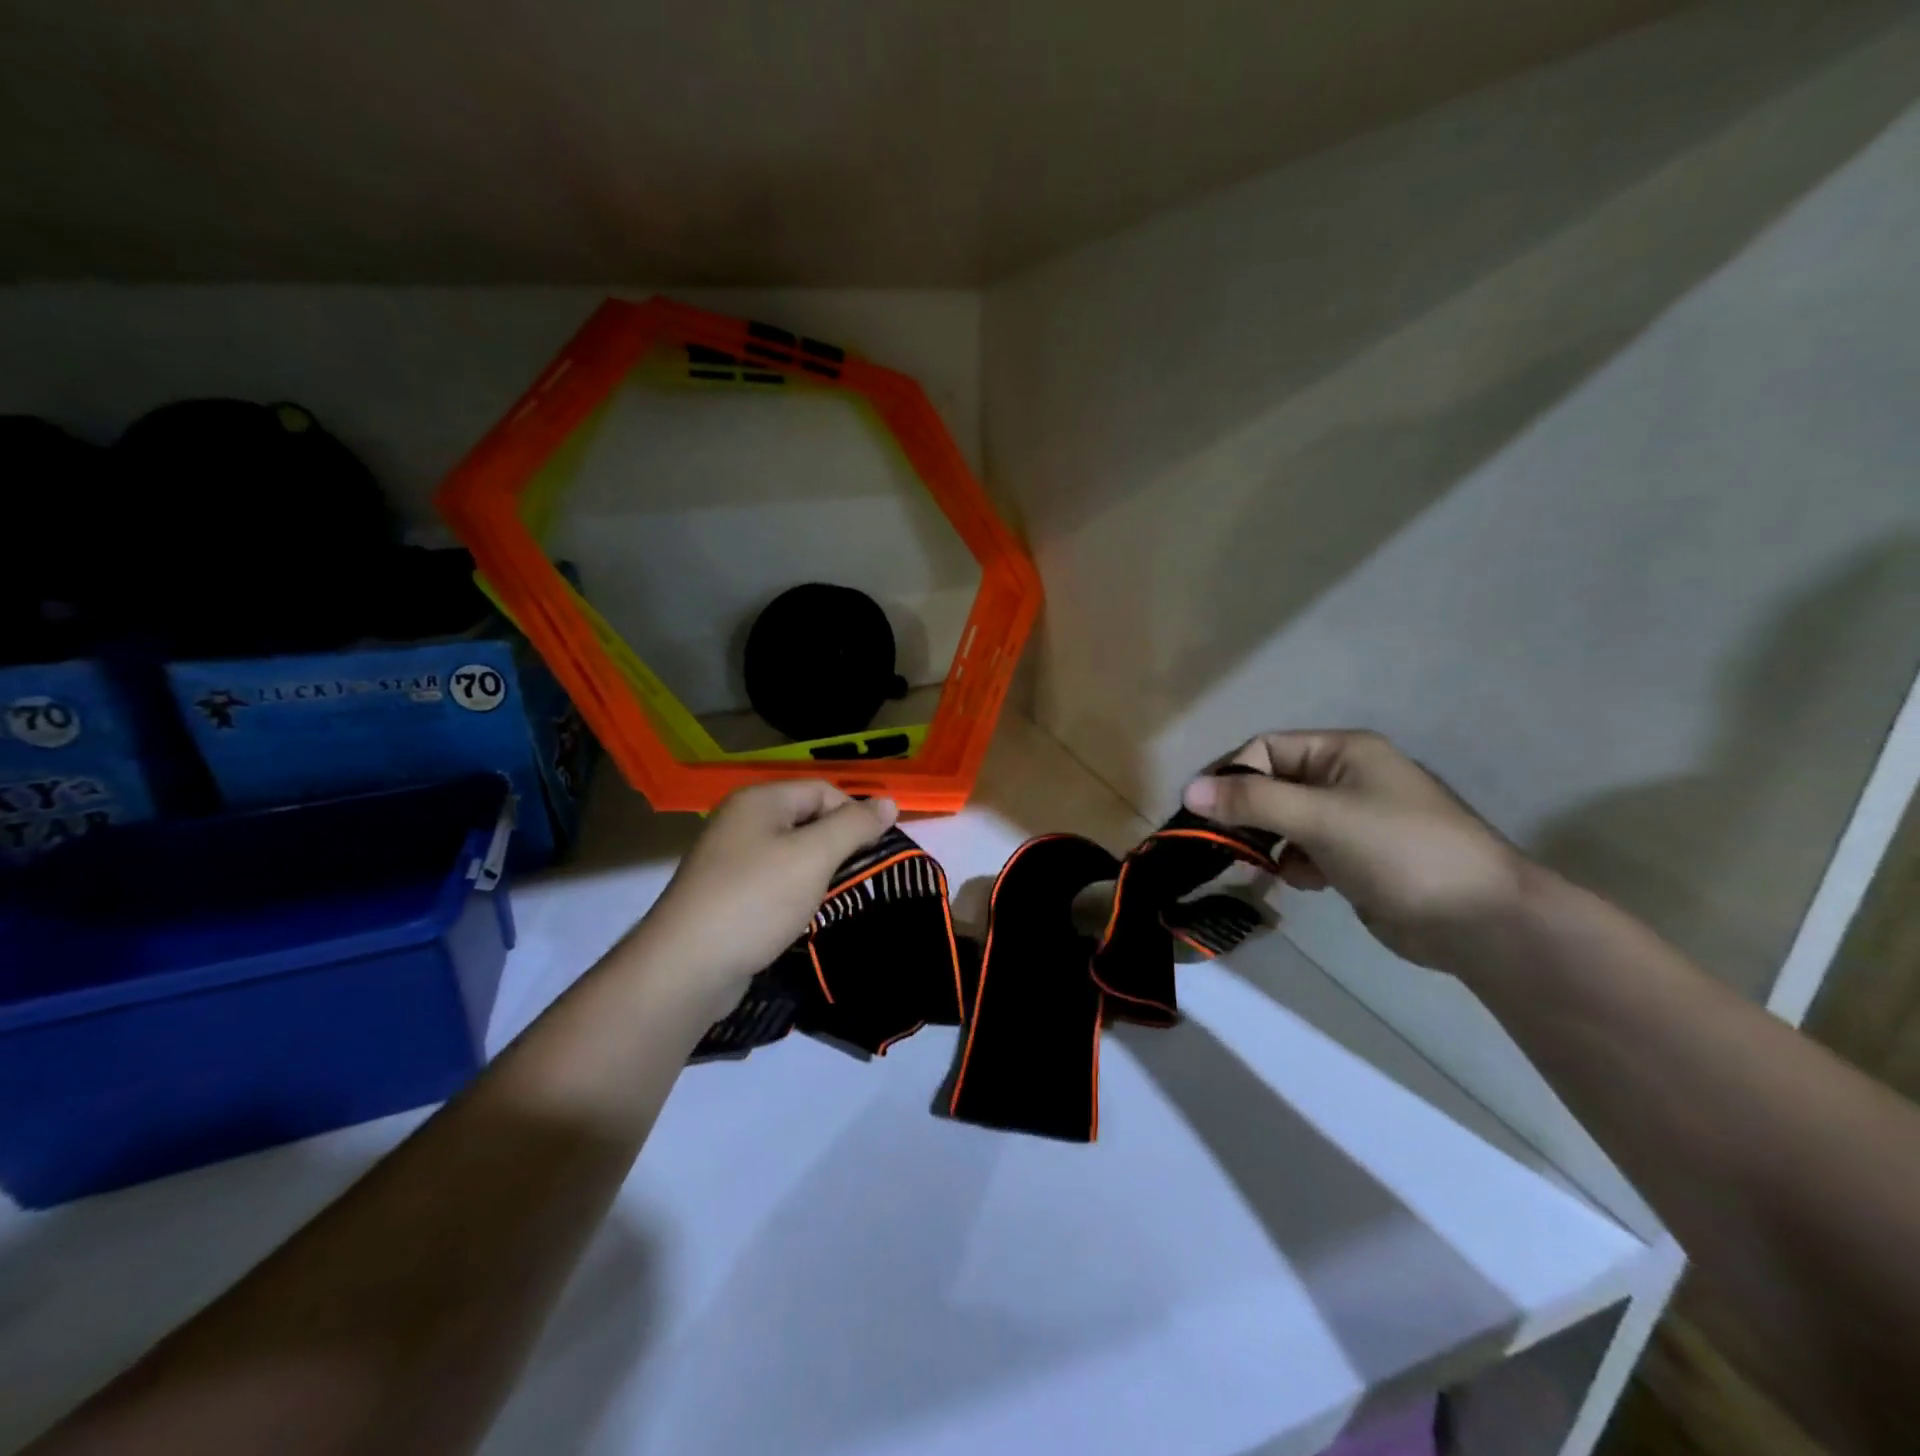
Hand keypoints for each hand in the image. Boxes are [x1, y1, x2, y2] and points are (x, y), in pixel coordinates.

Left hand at [638, 781, 897, 1006]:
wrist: (687, 968)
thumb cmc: (756, 899)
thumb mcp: (814, 856)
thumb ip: (854, 826)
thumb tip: (889, 802)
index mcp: (760, 800)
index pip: (823, 790)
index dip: (854, 815)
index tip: (875, 852)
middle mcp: (742, 821)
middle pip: (808, 819)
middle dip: (838, 845)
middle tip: (860, 877)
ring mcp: (730, 859)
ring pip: (793, 853)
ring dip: (819, 872)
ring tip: (836, 898)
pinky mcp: (728, 894)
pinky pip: (774, 881)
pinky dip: (795, 893)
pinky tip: (804, 915)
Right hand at [1183, 731, 1528, 969]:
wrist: (1480, 922)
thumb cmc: (1400, 851)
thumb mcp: (1321, 819)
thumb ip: (1253, 802)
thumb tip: (1188, 790)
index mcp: (1343, 752)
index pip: (1266, 749)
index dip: (1230, 775)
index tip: (1200, 810)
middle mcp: (1345, 777)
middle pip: (1273, 784)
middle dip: (1247, 813)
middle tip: (1221, 842)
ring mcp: (1352, 819)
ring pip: (1285, 821)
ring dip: (1269, 842)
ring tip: (1265, 866)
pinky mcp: (1356, 857)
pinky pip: (1306, 849)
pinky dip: (1296, 864)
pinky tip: (1306, 882)